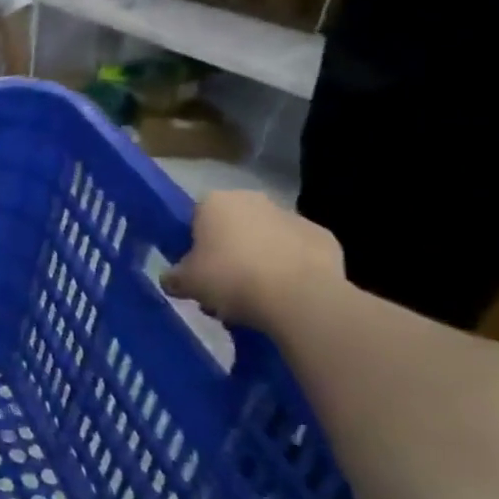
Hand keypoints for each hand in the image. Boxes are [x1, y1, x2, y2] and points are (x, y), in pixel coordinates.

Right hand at [162, 191, 345, 329]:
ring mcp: (293, 217)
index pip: (196, 217)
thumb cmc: (230, 279)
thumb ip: (173, 277)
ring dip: (260, 259)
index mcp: (215, 202)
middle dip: (228, 250)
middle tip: (223, 284)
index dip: (194, 244)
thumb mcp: (186, 283)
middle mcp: (253, 200)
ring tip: (257, 296)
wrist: (300, 298)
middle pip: (233, 225)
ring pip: (267, 238)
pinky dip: (292, 268)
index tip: (195, 268)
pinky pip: (298, 253)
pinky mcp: (325, 239)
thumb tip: (172, 279)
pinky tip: (287, 294)